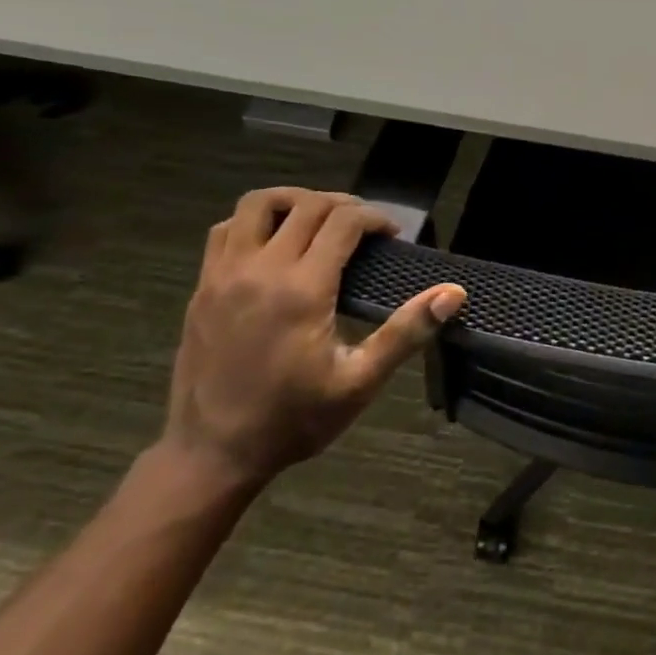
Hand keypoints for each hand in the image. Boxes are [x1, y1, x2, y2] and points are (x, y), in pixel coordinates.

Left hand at [162, 187, 465, 488]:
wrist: (212, 454)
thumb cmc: (294, 419)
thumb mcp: (360, 382)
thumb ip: (406, 332)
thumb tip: (453, 293)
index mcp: (302, 289)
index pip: (343, 221)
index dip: (375, 218)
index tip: (392, 235)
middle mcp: (260, 269)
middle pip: (306, 204)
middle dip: (344, 204)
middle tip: (366, 227)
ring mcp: (224, 275)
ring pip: (258, 204)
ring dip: (295, 201)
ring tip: (319, 220)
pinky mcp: (202, 287)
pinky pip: (225, 230)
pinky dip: (254, 222)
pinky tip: (273, 244)